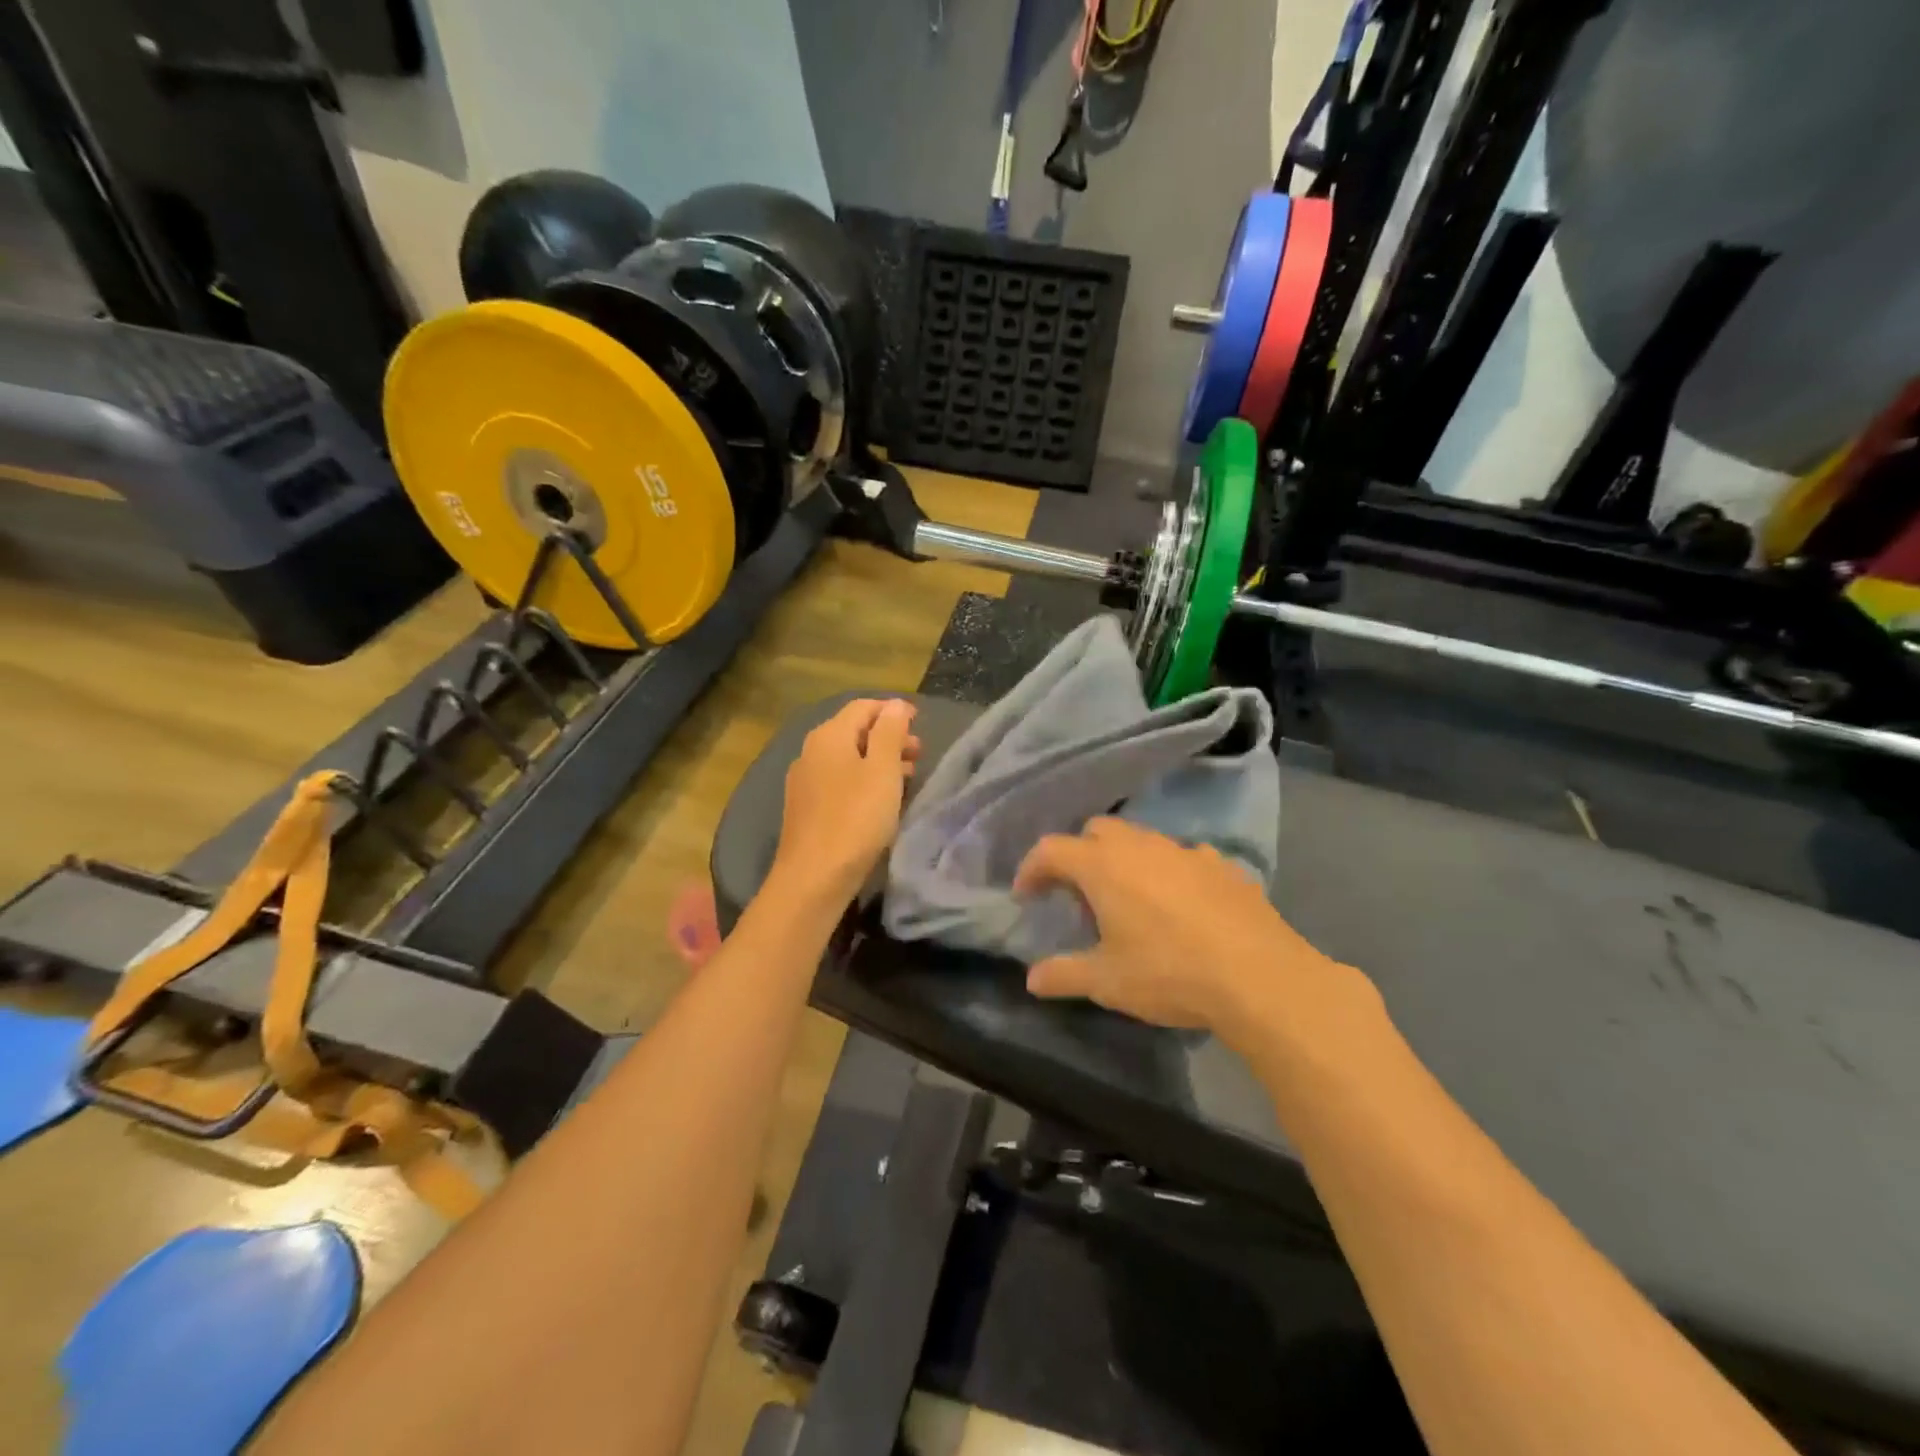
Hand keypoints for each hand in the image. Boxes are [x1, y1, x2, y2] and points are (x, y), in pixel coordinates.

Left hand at [771, 698, 919, 903]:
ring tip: (908, 776)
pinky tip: (880, 799)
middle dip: (888, 737)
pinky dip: (863, 780)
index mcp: (829, 736)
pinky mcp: (806, 807)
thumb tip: (896, 705)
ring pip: (848, 758)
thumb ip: (890, 732)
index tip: (920, 722)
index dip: (893, 710)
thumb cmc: (855, 818)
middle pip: (854, 731)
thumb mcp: (882, 771)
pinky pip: (839, 781)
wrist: (814, 877)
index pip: (863, 707)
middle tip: (919, 752)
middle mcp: (811, 751)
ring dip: (879, 760)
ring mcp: (805, 781)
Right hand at [1013, 818, 1361, 1042]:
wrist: (1260, 977)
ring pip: (1141, 839)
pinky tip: (1180, 907)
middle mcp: (1141, 846)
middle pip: (1096, 831)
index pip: (1051, 850)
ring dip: (1124, 860)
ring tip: (1129, 902)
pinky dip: (1168, 873)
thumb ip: (1063, 975)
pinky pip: (1183, 858)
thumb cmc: (1169, 974)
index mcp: (1103, 866)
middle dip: (1079, 855)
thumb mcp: (1107, 982)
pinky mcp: (1222, 865)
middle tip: (1078, 896)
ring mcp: (1185, 851)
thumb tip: (1031, 980)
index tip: (1026, 896)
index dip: (1032, 869)